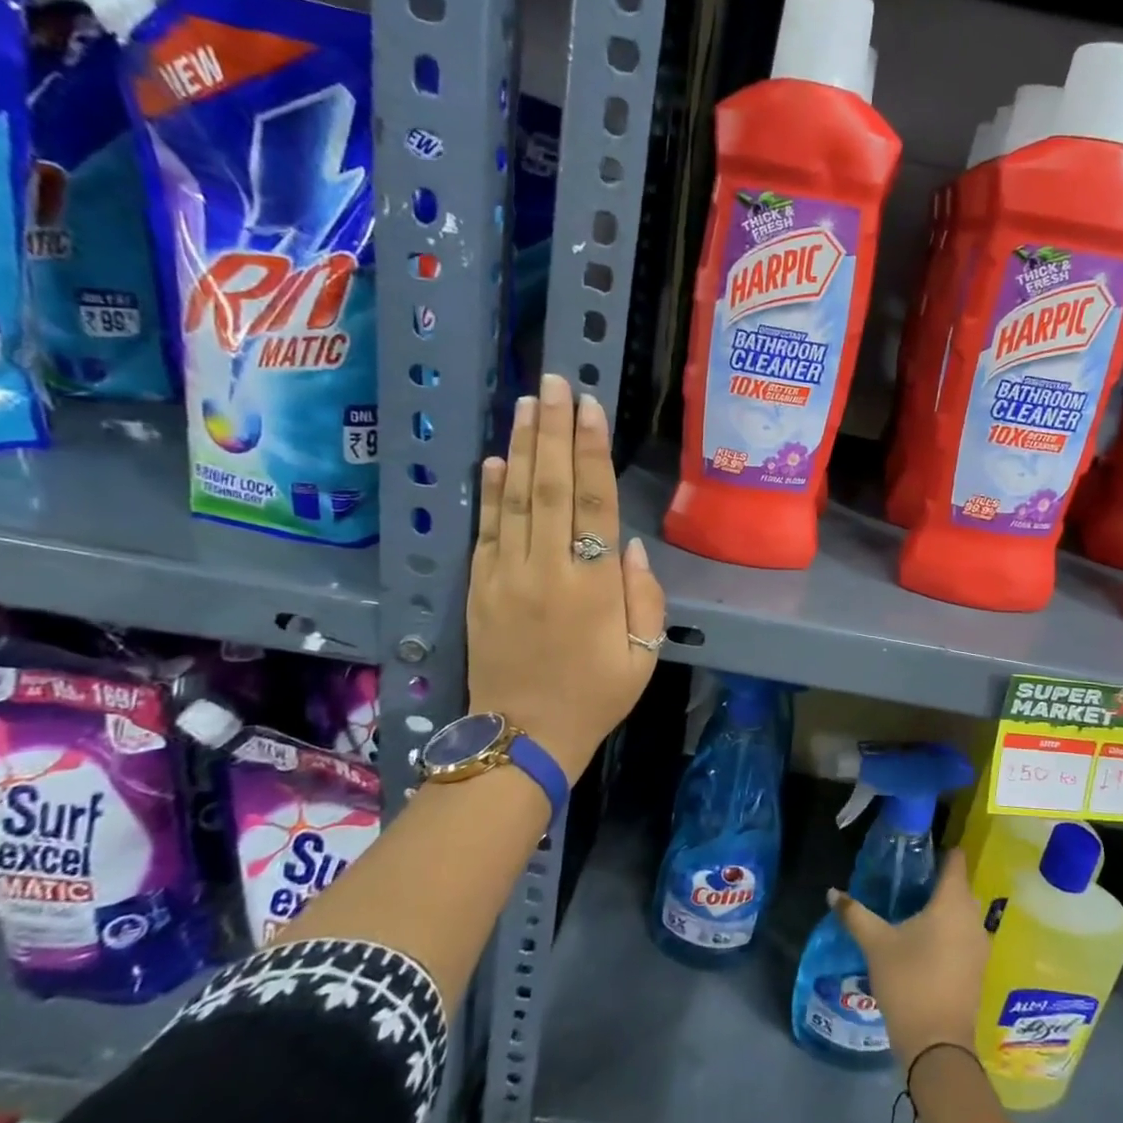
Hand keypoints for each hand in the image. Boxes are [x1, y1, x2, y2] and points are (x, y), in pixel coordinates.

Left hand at [466, 374, 665, 782]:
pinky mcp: (479, 588)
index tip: (590, 407)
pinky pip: (486, 530)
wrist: (521, 739)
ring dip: (521, 447)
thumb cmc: (594, 697)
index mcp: (592, 586)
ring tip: (527, 403)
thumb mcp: (641, 656)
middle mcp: (546, 569)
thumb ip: (643, 597)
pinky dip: (490, 492)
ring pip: (514, 499)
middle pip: (549, 487)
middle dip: (553, 430)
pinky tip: (494, 460)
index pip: (593, 503)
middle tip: (555, 383)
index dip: (591, 451)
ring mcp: (505, 576)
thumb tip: (630, 545)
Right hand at [831, 855, 987, 1068]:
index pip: (956, 860)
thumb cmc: (909, 982)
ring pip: (964, 913)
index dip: (942, 849)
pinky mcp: (978, 968)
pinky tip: (926, 940)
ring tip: (914, 909)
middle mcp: (973, 918)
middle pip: (960, 886)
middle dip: (938, 880)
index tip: (921, 847)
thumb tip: (833, 892)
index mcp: (952, 902)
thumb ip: (855, 914)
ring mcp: (980, 945)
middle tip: (909, 879)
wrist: (938, 1045)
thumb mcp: (876, 944)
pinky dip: (950, 931)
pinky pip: (965, 935)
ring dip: (945, 908)